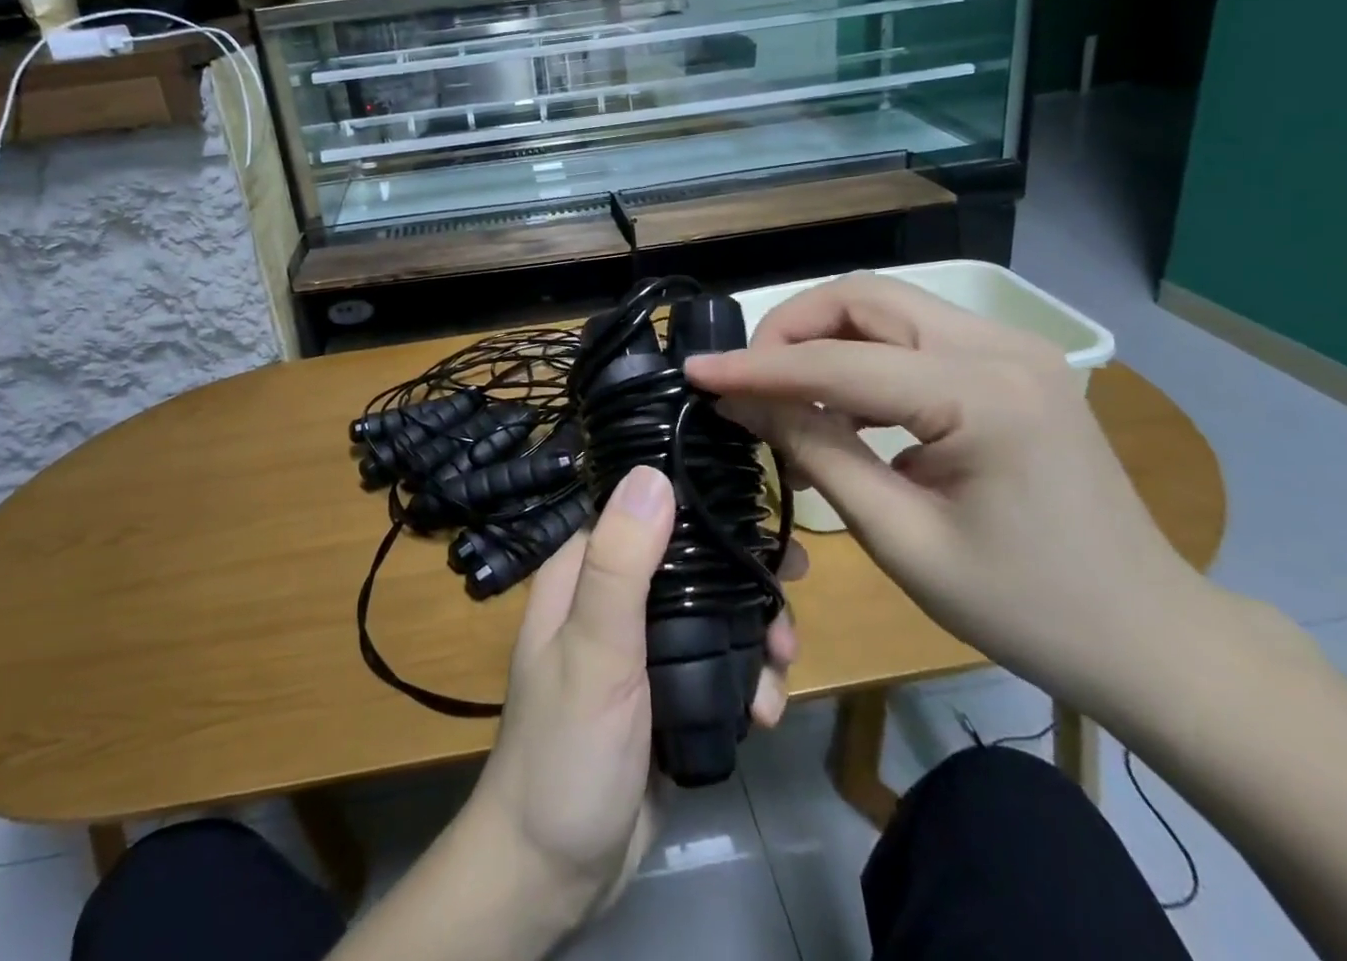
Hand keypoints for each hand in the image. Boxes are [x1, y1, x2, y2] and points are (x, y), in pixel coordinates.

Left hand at [467, 464, 801, 925]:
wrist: (555, 873)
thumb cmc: (566, 750)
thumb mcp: (593, 650)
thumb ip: (621, 563)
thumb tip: (654, 472)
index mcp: (583, 571)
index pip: (643, 509)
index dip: (700, 505)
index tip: (759, 517)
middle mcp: (613, 599)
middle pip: (691, 563)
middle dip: (744, 578)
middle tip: (791, 596)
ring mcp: (642, 648)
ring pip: (711, 614)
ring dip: (755, 633)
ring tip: (782, 664)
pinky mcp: (668, 693)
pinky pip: (717, 665)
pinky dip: (748, 679)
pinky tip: (765, 711)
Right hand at [686, 275, 1205, 713]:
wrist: (1149, 636)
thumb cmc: (1025, 607)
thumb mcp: (901, 538)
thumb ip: (815, 453)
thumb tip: (742, 403)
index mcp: (982, 395)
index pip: (839, 363)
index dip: (757, 366)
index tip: (695, 370)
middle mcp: (1001, 346)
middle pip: (865, 298)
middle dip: (792, 329)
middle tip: (748, 378)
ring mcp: (1013, 347)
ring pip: (887, 307)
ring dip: (824, 339)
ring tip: (788, 400)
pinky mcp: (1012, 362)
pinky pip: (914, 336)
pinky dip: (862, 358)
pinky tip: (843, 410)